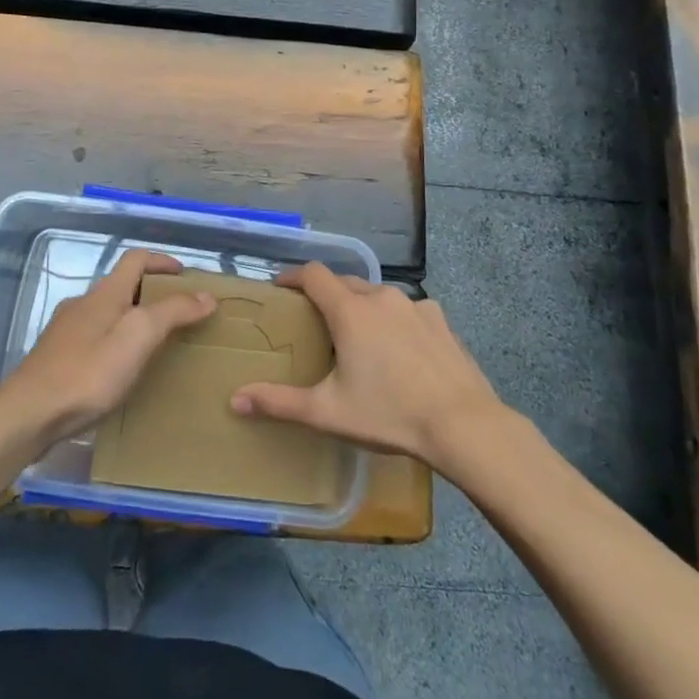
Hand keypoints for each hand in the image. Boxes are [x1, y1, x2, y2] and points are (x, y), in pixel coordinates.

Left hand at [0, 250, 215, 444]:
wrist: (27, 415)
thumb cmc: (88, 372)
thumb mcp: (138, 337)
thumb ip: (172, 312)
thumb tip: (205, 295)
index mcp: (105, 293)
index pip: (136, 259)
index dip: (162, 261)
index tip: (186, 276)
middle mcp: (83, 304)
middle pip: (122, 286)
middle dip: (151, 294)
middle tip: (178, 316)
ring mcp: (65, 331)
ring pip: (107, 314)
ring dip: (132, 320)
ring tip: (153, 346)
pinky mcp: (56, 358)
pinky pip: (94, 339)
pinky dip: (114, 343)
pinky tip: (119, 371)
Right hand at [230, 262, 505, 467]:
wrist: (463, 425)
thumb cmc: (389, 414)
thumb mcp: (328, 413)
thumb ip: (279, 403)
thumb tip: (235, 400)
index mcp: (350, 311)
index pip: (314, 274)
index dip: (293, 276)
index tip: (281, 287)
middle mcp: (381, 297)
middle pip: (345, 282)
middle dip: (326, 293)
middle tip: (315, 319)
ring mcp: (415, 305)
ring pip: (377, 295)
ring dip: (361, 306)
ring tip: (357, 334)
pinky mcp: (441, 320)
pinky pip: (407, 310)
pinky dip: (394, 319)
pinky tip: (399, 348)